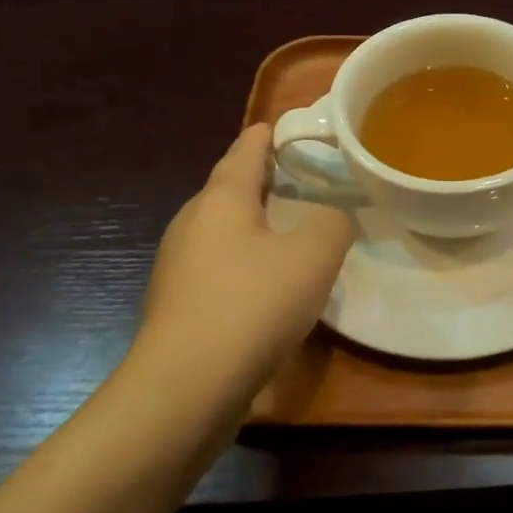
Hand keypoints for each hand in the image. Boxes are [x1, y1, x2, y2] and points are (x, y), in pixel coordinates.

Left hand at [132, 124, 353, 408]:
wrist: (187, 387)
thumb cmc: (252, 305)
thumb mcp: (313, 257)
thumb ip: (332, 223)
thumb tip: (332, 216)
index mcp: (221, 201)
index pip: (244, 152)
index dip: (264, 136)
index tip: (278, 124)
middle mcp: (193, 225)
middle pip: (228, 190)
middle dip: (261, 180)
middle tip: (299, 177)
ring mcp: (180, 268)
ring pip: (223, 231)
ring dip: (254, 224)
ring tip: (290, 228)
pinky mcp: (181, 307)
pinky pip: (220, 268)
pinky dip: (246, 261)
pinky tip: (269, 283)